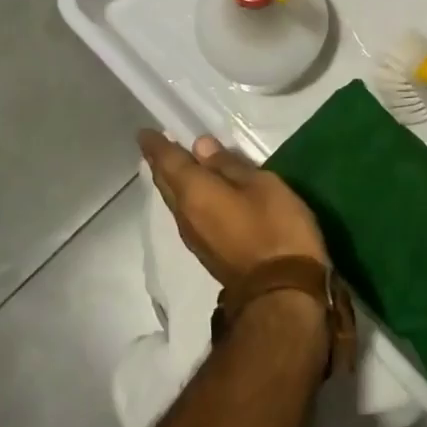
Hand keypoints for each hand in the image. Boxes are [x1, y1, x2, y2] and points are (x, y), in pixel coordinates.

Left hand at [138, 130, 325, 288]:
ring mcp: (196, 238)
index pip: (168, 162)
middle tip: (159, 144)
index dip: (156, 146)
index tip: (144, 132)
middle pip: (167, 184)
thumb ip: (230, 166)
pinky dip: (188, 197)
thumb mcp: (261, 186)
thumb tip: (200, 146)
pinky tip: (200, 193)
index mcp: (195, 193)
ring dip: (175, 181)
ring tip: (180, 164)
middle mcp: (185, 216)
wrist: (282, 294)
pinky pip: (189, 215)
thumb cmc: (275, 229)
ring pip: (176, 201)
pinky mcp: (209, 252)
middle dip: (161, 163)